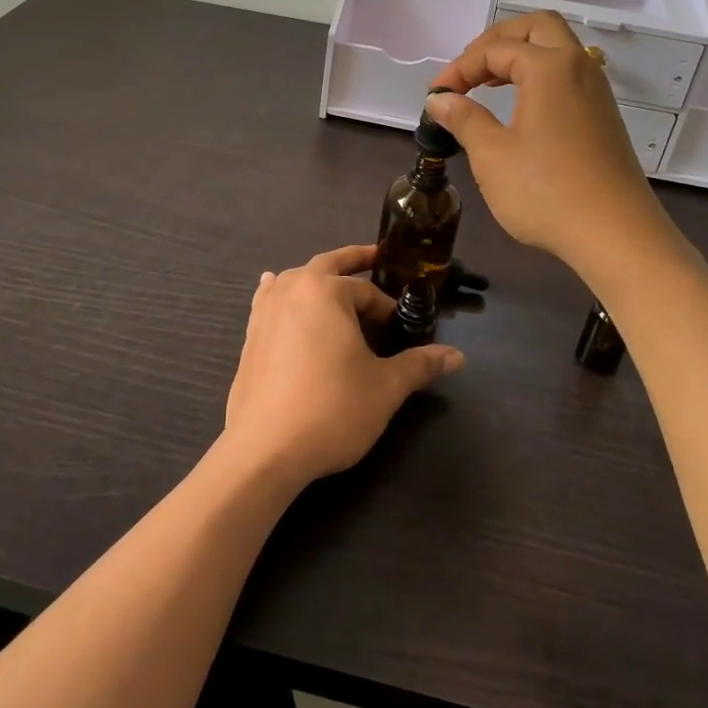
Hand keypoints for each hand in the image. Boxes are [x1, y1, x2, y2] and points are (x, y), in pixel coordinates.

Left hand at [223, 245, 462, 488]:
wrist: (265, 449)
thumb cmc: (332, 409)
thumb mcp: (385, 387)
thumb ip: (420, 364)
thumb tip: (457, 356)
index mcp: (326, 291)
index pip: (365, 290)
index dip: (387, 307)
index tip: (401, 327)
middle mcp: (292, 289)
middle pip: (328, 265)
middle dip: (353, 260)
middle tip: (375, 258)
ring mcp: (266, 311)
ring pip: (295, 279)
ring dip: (317, 277)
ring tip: (332, 281)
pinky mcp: (250, 335)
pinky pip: (269, 299)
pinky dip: (280, 291)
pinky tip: (274, 287)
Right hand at [425, 11, 670, 275]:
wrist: (616, 236)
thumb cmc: (547, 192)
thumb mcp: (492, 155)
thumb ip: (464, 118)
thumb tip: (440, 100)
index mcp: (550, 68)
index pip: (495, 50)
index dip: (459, 68)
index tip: (435, 96)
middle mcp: (579, 67)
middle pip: (536, 28)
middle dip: (496, 42)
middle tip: (468, 70)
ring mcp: (596, 92)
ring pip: (557, 49)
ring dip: (520, 57)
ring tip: (487, 85)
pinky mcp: (603, 117)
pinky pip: (568, 76)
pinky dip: (538, 77)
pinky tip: (519, 108)